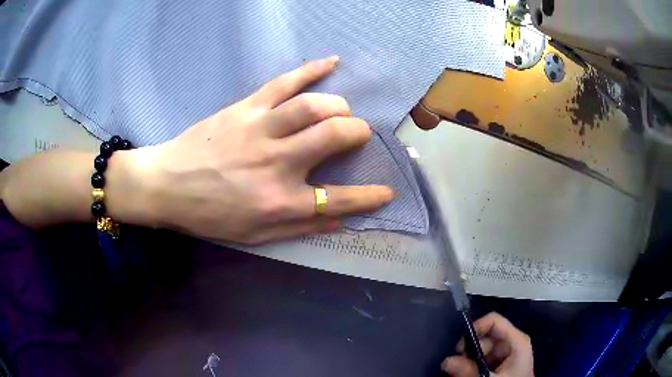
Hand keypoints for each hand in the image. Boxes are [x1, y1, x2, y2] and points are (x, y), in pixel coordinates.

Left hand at [131, 56, 393, 243]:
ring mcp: (261, 129)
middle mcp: (277, 162)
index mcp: (280, 201)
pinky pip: (284, 82)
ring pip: (314, 105)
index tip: (387, 191)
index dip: (370, 196)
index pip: (340, 199)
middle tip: (357, 136)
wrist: (168, 185)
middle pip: (335, 135)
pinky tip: (331, 62)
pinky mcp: (246, 107)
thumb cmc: (210, 215)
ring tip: (340, 112)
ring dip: (338, 106)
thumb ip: (300, 227)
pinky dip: (312, 69)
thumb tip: (340, 222)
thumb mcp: (255, 235)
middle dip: (358, 133)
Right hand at [441, 313, 533, 376]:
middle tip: (457, 367)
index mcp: (516, 339)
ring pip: (481, 350)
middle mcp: (512, 342)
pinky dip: (473, 366)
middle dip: (468, 351)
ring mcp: (507, 354)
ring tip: (460, 373)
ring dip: (469, 361)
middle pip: (485, 337)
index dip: (475, 329)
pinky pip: (483, 359)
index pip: (494, 321)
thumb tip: (446, 361)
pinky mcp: (501, 364)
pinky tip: (468, 374)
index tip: (459, 348)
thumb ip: (470, 370)